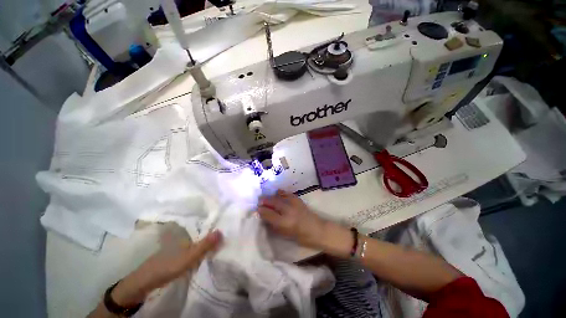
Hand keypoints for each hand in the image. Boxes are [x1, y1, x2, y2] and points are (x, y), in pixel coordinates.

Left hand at [111, 230, 221, 306]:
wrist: (146, 281)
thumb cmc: (168, 265)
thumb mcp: (189, 257)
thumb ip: (205, 245)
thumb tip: (222, 231)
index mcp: (187, 231)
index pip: (205, 223)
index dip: (216, 221)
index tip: (228, 221)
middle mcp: (185, 234)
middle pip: (203, 229)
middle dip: (214, 229)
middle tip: (228, 230)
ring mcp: (181, 242)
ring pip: (199, 237)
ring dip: (208, 237)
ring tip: (222, 237)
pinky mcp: (179, 251)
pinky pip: (194, 244)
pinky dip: (202, 245)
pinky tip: (207, 249)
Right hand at [258, 190, 328, 249]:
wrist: (316, 229)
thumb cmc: (300, 236)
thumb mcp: (284, 234)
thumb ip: (273, 224)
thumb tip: (264, 216)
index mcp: (284, 222)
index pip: (268, 214)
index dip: (261, 210)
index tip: (257, 209)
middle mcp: (288, 211)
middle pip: (273, 202)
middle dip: (264, 201)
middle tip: (259, 201)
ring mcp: (294, 203)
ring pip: (279, 197)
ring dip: (271, 196)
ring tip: (266, 197)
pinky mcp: (298, 199)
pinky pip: (287, 193)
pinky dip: (281, 193)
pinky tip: (277, 192)